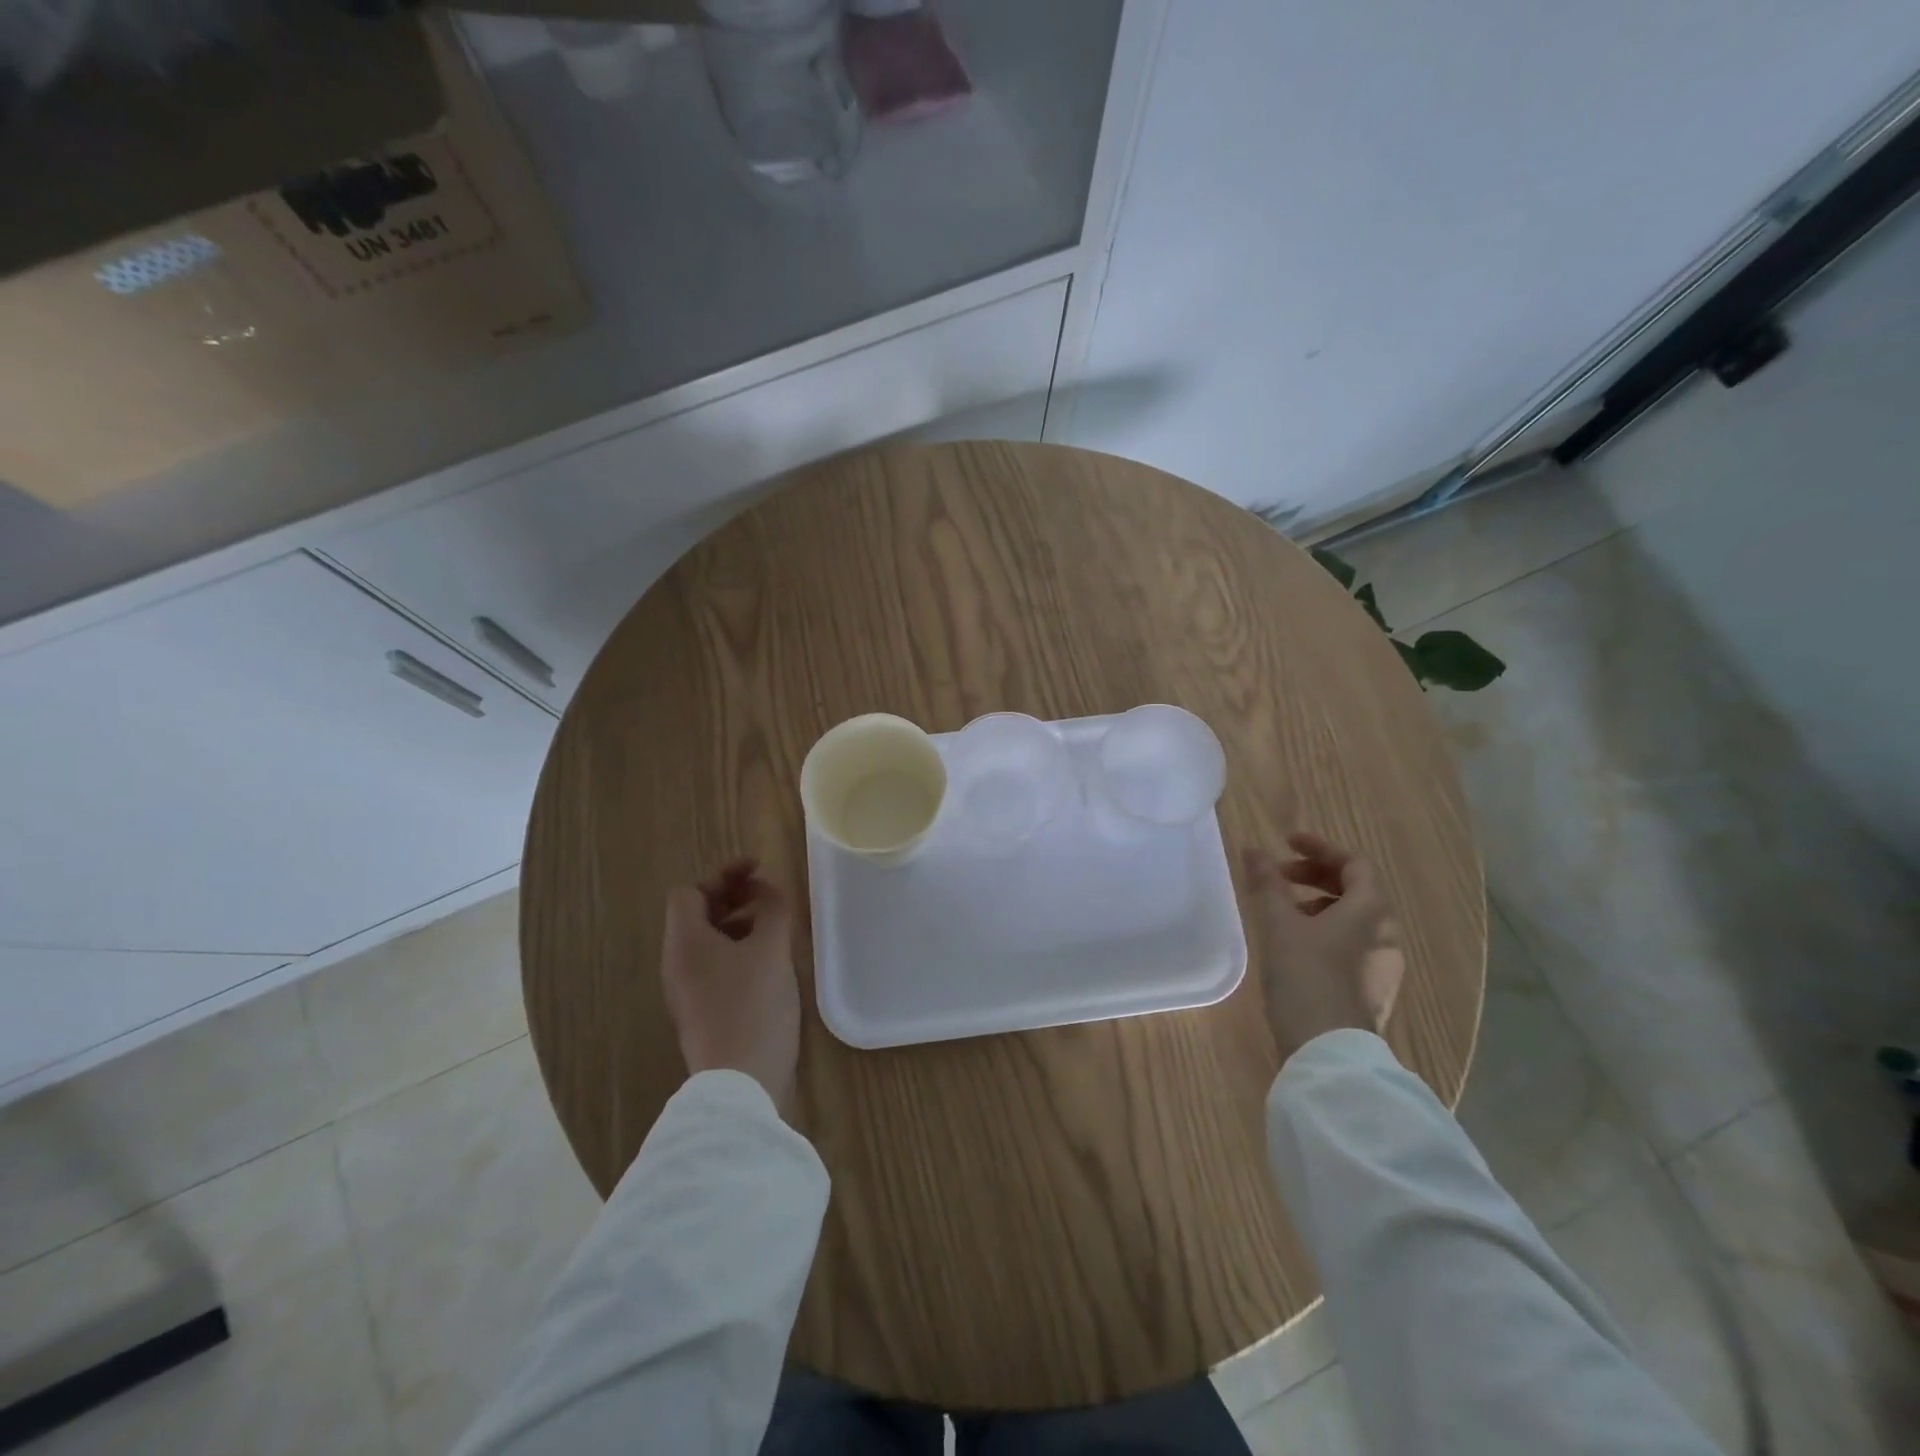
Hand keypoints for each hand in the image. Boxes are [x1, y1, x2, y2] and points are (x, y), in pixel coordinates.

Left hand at [661, 860, 799, 1116]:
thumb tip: (766, 889)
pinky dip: (739, 952)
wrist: (741, 1083)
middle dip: (733, 897)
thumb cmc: (753, 1006)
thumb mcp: (770, 948)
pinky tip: (769, 963)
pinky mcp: (704, 1014)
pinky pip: (716, 968)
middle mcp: (677, 965)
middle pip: (697, 916)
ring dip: (738, 924)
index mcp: (685, 943)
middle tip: (768, 895)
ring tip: (774, 927)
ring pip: (708, 943)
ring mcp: (688, 992)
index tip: (759, 869)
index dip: (724, 875)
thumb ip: (771, 908)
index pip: (690, 892)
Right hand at [1243, 832, 1404, 1064]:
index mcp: (1371, 911)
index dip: (1319, 848)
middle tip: (1279, 877)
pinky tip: (1298, 946)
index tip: (1286, 843)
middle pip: (1357, 889)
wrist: (1329, 1051)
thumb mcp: (1279, 925)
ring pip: (1355, 918)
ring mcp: (1385, 964)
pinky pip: (1354, 943)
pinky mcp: (1375, 989)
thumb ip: (1267, 884)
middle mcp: (1387, 933)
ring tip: (1284, 912)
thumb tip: (1253, 849)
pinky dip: (1328, 930)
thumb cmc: (1306, 977)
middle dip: (1316, 876)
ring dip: (1320, 904)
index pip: (1354, 863)